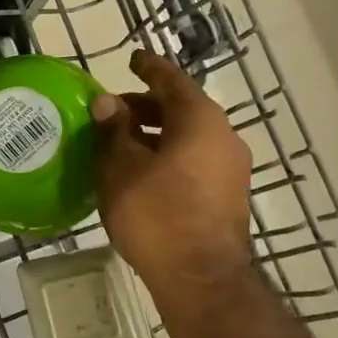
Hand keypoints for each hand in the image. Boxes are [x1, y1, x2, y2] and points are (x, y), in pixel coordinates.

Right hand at [92, 49, 252, 309]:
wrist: (201, 278)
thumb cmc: (156, 214)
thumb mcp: (121, 169)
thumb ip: (114, 131)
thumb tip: (108, 103)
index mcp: (200, 120)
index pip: (171, 80)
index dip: (148, 67)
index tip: (132, 59)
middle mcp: (223, 137)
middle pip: (181, 109)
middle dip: (145, 107)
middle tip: (112, 113)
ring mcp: (230, 169)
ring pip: (187, 138)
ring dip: (155, 136)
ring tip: (120, 146)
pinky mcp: (227, 197)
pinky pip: (193, 162)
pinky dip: (167, 157)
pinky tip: (140, 174)